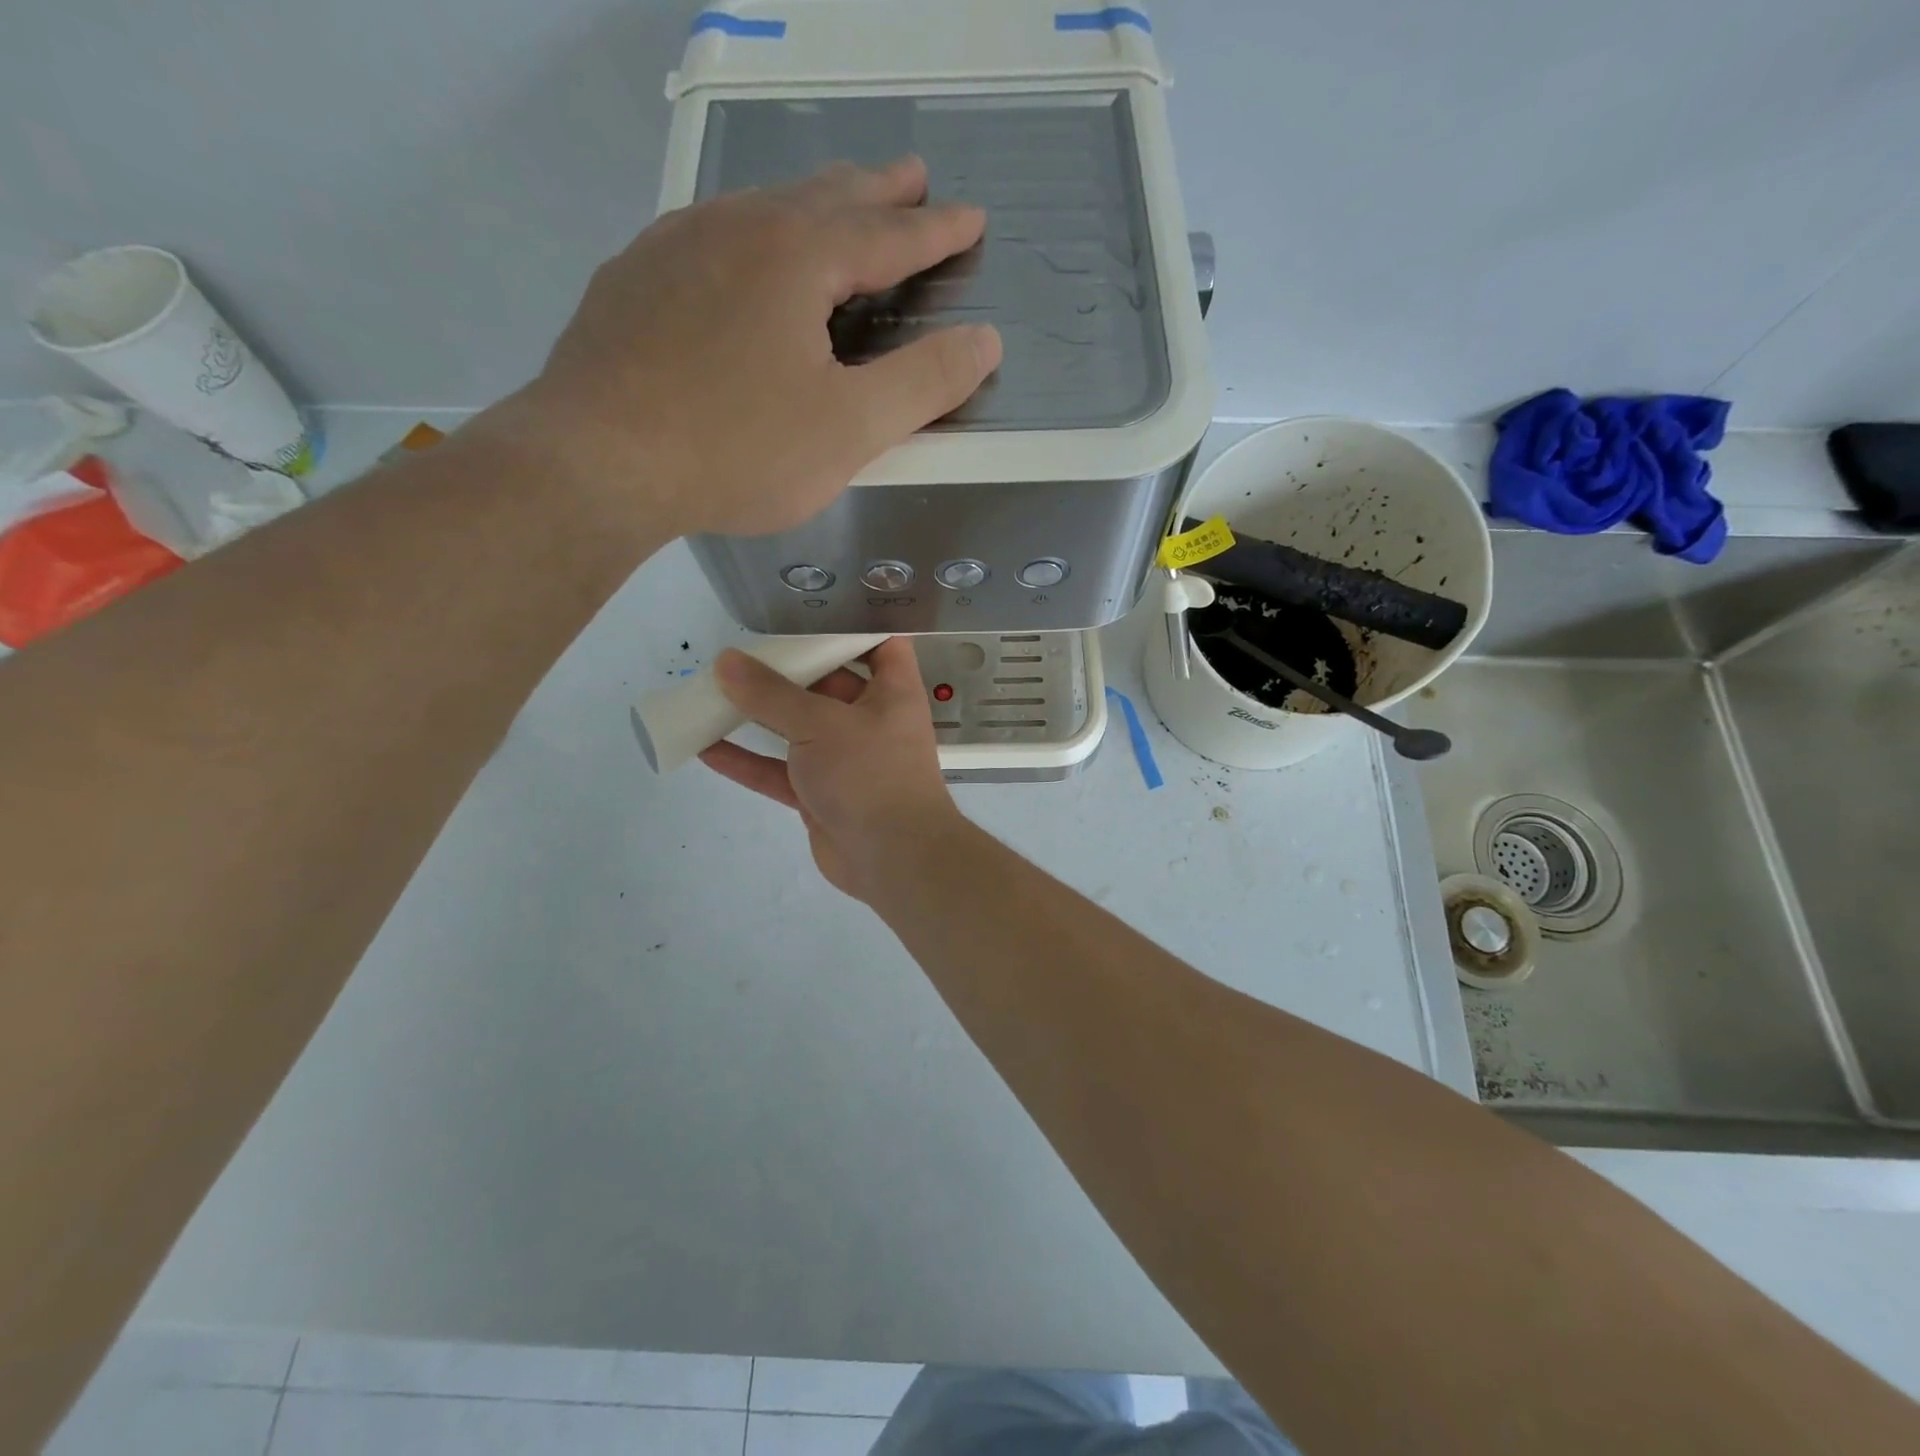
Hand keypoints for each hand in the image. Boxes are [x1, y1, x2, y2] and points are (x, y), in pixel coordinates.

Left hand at [503, 156, 999, 542]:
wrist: (598, 461)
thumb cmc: (738, 449)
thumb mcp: (851, 428)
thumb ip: (924, 383)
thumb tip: (985, 340)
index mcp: (797, 257)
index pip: (887, 234)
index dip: (936, 230)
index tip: (971, 216)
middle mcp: (736, 229)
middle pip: (823, 197)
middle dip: (876, 190)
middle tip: (911, 175)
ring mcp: (674, 247)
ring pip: (759, 209)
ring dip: (809, 204)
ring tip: (833, 206)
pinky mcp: (632, 281)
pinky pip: (708, 238)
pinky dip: (746, 236)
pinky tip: (738, 255)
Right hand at [700, 638, 961, 900]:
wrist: (893, 859)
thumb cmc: (870, 774)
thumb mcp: (820, 724)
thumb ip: (771, 694)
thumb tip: (726, 662)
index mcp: (891, 692)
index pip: (881, 644)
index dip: (854, 625)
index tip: (810, 611)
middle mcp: (871, 720)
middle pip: (828, 683)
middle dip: (788, 670)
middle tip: (741, 651)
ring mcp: (844, 759)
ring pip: (797, 728)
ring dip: (759, 714)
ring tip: (713, 692)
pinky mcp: (821, 794)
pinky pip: (779, 771)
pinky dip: (747, 761)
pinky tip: (705, 747)